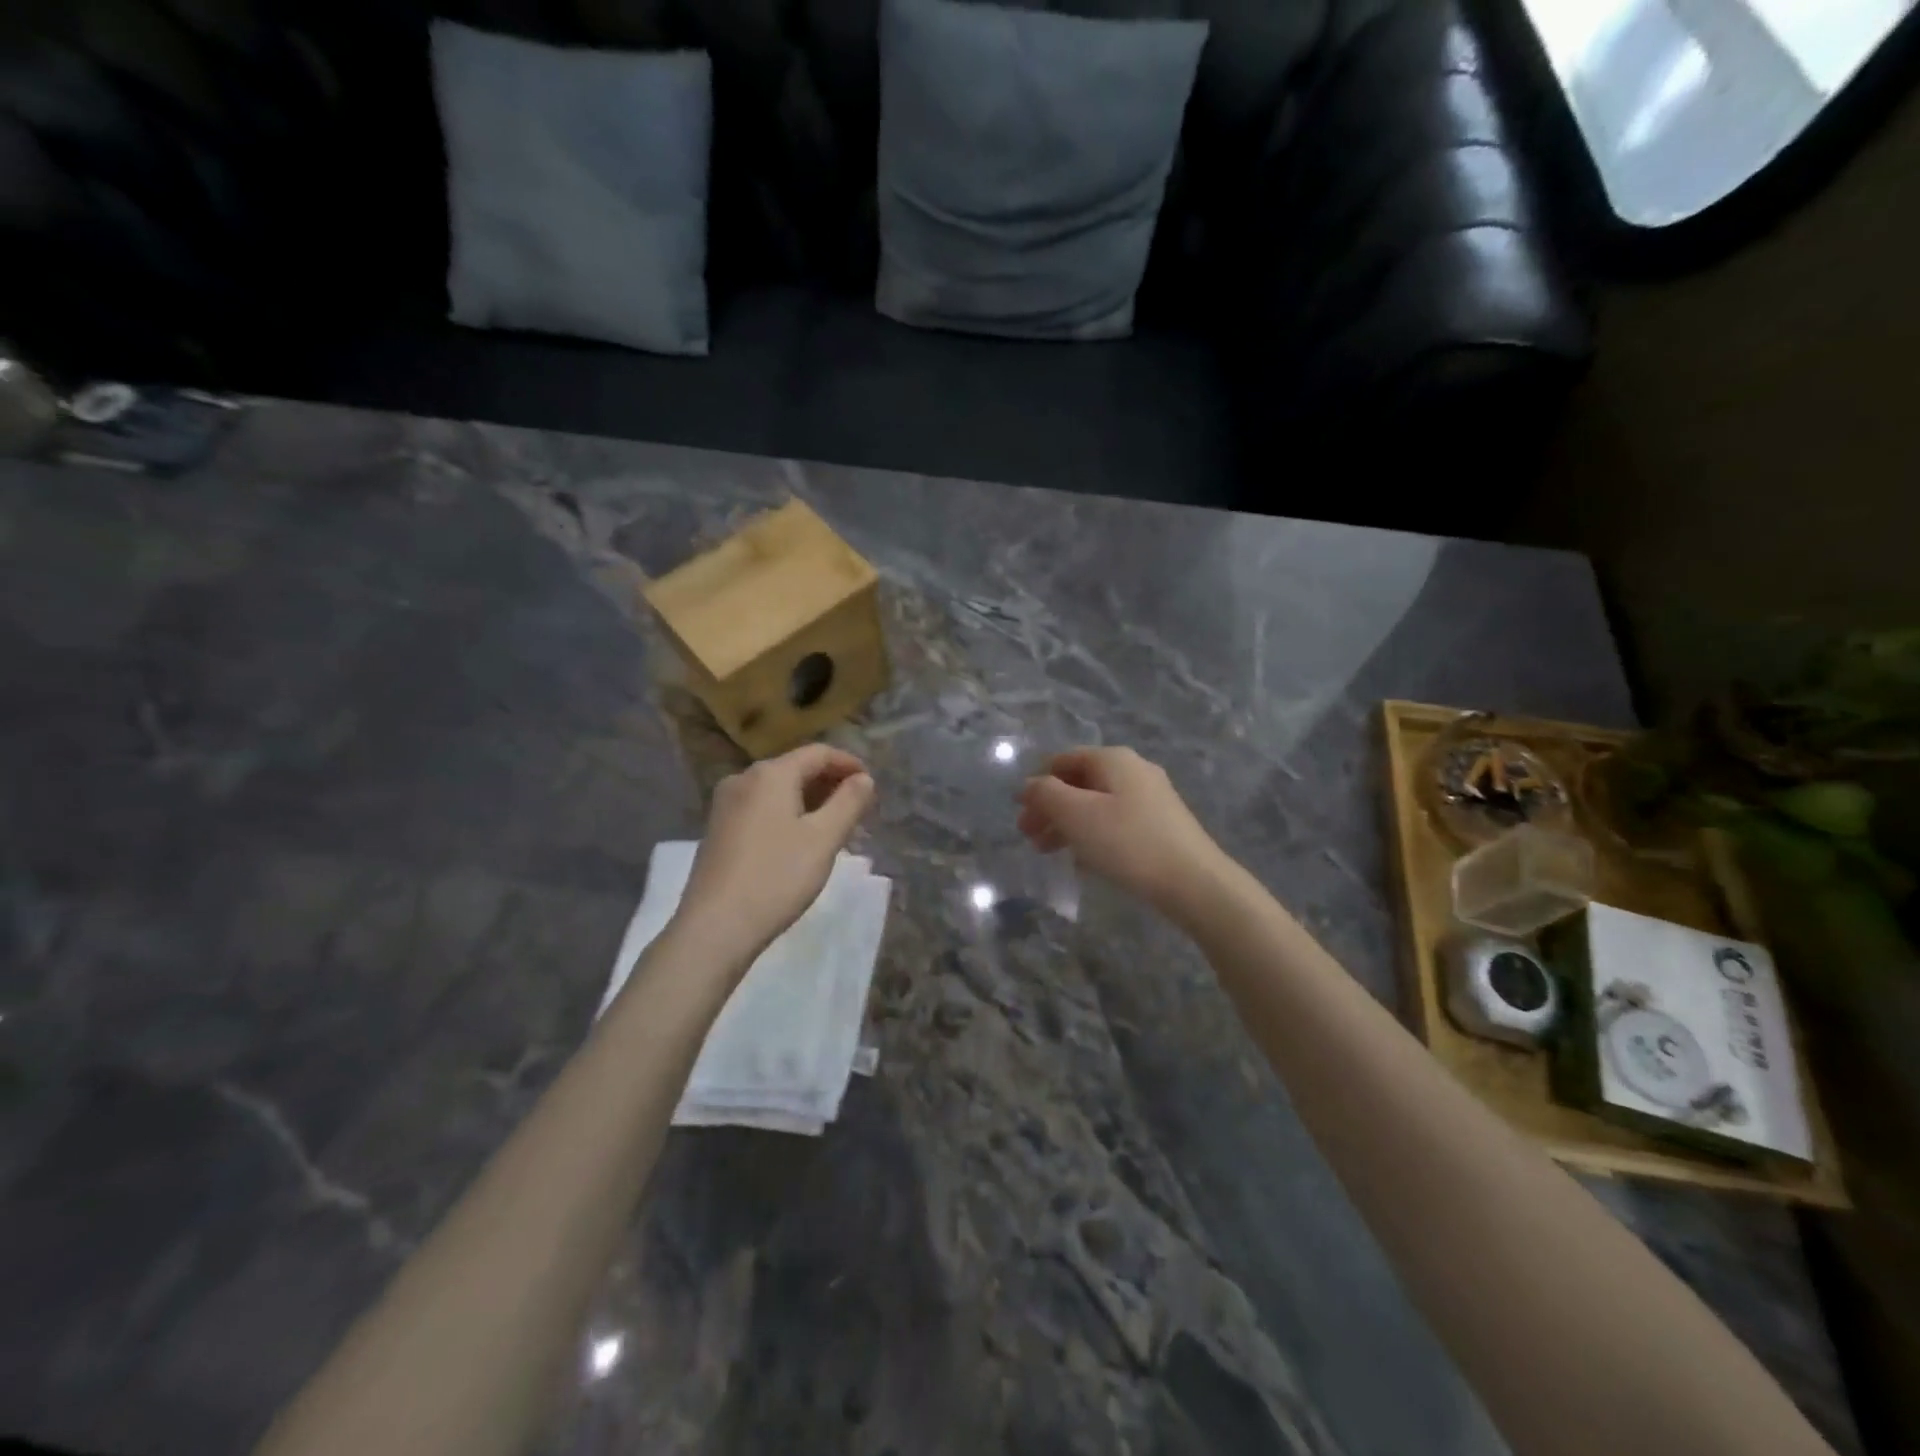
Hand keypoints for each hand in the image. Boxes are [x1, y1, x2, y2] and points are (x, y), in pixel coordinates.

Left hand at [676, 744, 875, 962]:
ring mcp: (725, 805)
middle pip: (795, 768)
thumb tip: (864, 779)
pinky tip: (800, 840)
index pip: (818, 753)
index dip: (849, 764)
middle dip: (829, 783)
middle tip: (857, 809)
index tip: (871, 785)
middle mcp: (743, 779)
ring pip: (778, 790)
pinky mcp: (718, 829)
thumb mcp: (824, 839)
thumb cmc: (777, 877)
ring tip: (834, 826)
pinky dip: (787, 814)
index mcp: (770, 774)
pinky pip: (761, 808)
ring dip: (809, 800)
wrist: (715, 926)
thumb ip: (848, 802)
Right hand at [1016, 747, 1230, 918]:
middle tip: (1028, 837)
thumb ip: (1046, 794)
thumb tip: (1030, 784)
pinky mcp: (1161, 824)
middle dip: (1050, 808)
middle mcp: (1133, 770)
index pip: (1062, 760)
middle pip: (1078, 783)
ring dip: (1068, 825)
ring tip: (1048, 852)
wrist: (1193, 882)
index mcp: (1112, 759)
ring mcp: (1150, 797)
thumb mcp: (1076, 815)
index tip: (1019, 812)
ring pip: (1096, 804)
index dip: (1036, 783)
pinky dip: (1092, 835)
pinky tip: (1083, 861)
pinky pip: (1115, 821)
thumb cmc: (1127, 842)